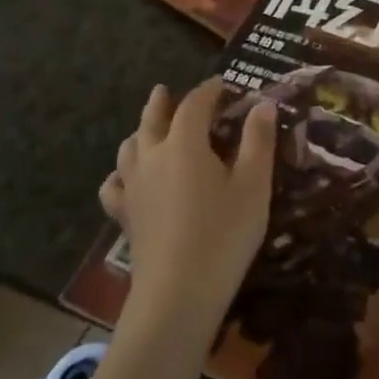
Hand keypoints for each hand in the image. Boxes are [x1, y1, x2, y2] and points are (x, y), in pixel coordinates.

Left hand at [97, 79, 276, 333]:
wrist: (177, 294)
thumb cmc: (223, 235)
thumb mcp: (253, 186)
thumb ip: (258, 141)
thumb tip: (263, 104)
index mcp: (184, 142)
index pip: (194, 103)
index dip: (209, 90)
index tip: (223, 84)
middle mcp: (152, 155)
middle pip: (153, 118)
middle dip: (162, 102)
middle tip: (166, 90)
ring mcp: (133, 185)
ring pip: (130, 146)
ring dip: (141, 131)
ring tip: (148, 129)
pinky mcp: (124, 215)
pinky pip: (115, 185)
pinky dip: (121, 174)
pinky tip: (127, 179)